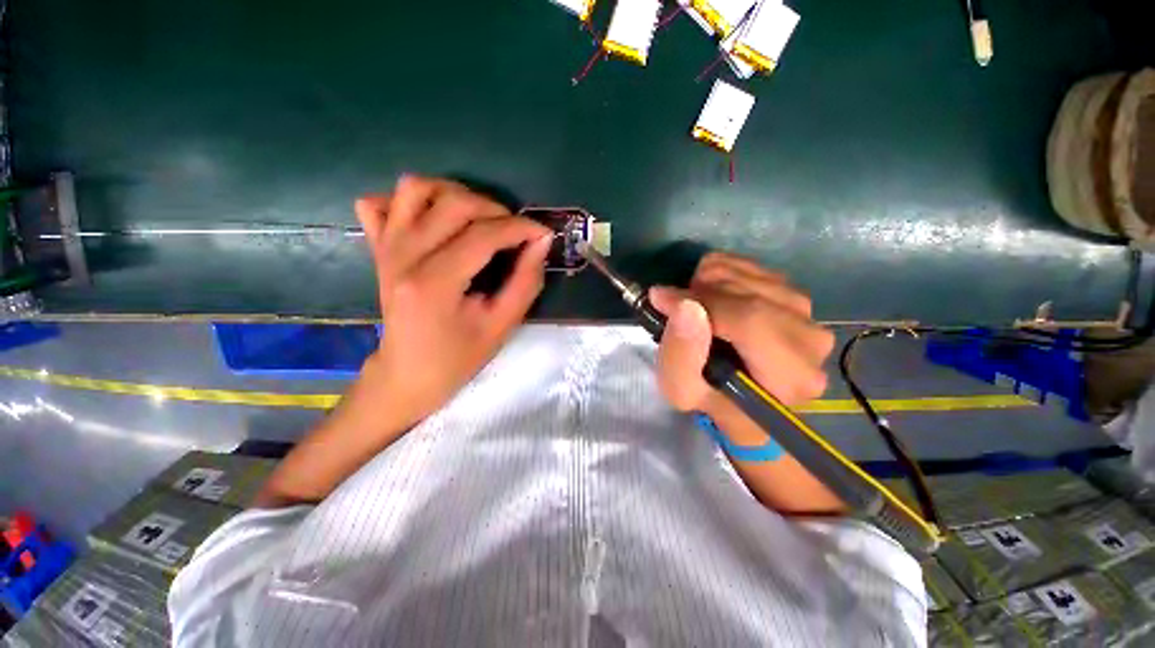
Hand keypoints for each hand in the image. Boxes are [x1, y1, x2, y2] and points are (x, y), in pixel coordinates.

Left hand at [352, 175, 551, 432]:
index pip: (482, 235)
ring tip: (479, 219)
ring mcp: (385, 248)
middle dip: (495, 209)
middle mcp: (404, 256)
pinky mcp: (378, 248)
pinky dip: (409, 202)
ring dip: (455, 194)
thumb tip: (541, 242)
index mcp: (434, 283)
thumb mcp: (502, 326)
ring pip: (415, 188)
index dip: (520, 228)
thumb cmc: (458, 358)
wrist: (407, 374)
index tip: (543, 233)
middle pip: (453, 203)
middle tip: (515, 231)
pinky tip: (433, 220)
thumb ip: (525, 282)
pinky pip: (380, 202)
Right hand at [649, 252, 834, 418]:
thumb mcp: (681, 389)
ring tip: (694, 306)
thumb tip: (686, 306)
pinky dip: (722, 272)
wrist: (737, 390)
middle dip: (701, 293)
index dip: (702, 302)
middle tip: (676, 307)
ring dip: (709, 283)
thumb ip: (681, 353)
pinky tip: (710, 295)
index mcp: (789, 376)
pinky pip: (753, 266)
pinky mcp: (795, 296)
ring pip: (750, 275)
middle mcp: (811, 341)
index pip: (750, 321)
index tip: (662, 299)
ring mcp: (808, 314)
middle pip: (750, 294)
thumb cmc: (709, 395)